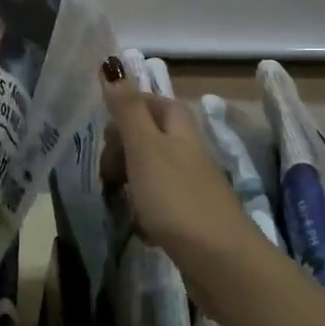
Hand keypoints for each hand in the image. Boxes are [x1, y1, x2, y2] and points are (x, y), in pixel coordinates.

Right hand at [99, 59, 262, 267]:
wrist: (221, 262)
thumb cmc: (176, 197)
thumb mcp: (144, 148)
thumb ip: (126, 109)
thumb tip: (111, 63)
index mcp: (180, 131)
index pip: (156, 103)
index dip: (130, 107)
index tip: (104, 126)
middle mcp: (189, 154)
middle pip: (153, 137)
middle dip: (124, 147)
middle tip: (106, 168)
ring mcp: (193, 188)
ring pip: (154, 171)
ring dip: (130, 179)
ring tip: (114, 195)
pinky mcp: (192, 220)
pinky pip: (160, 204)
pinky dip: (144, 209)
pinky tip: (136, 225)